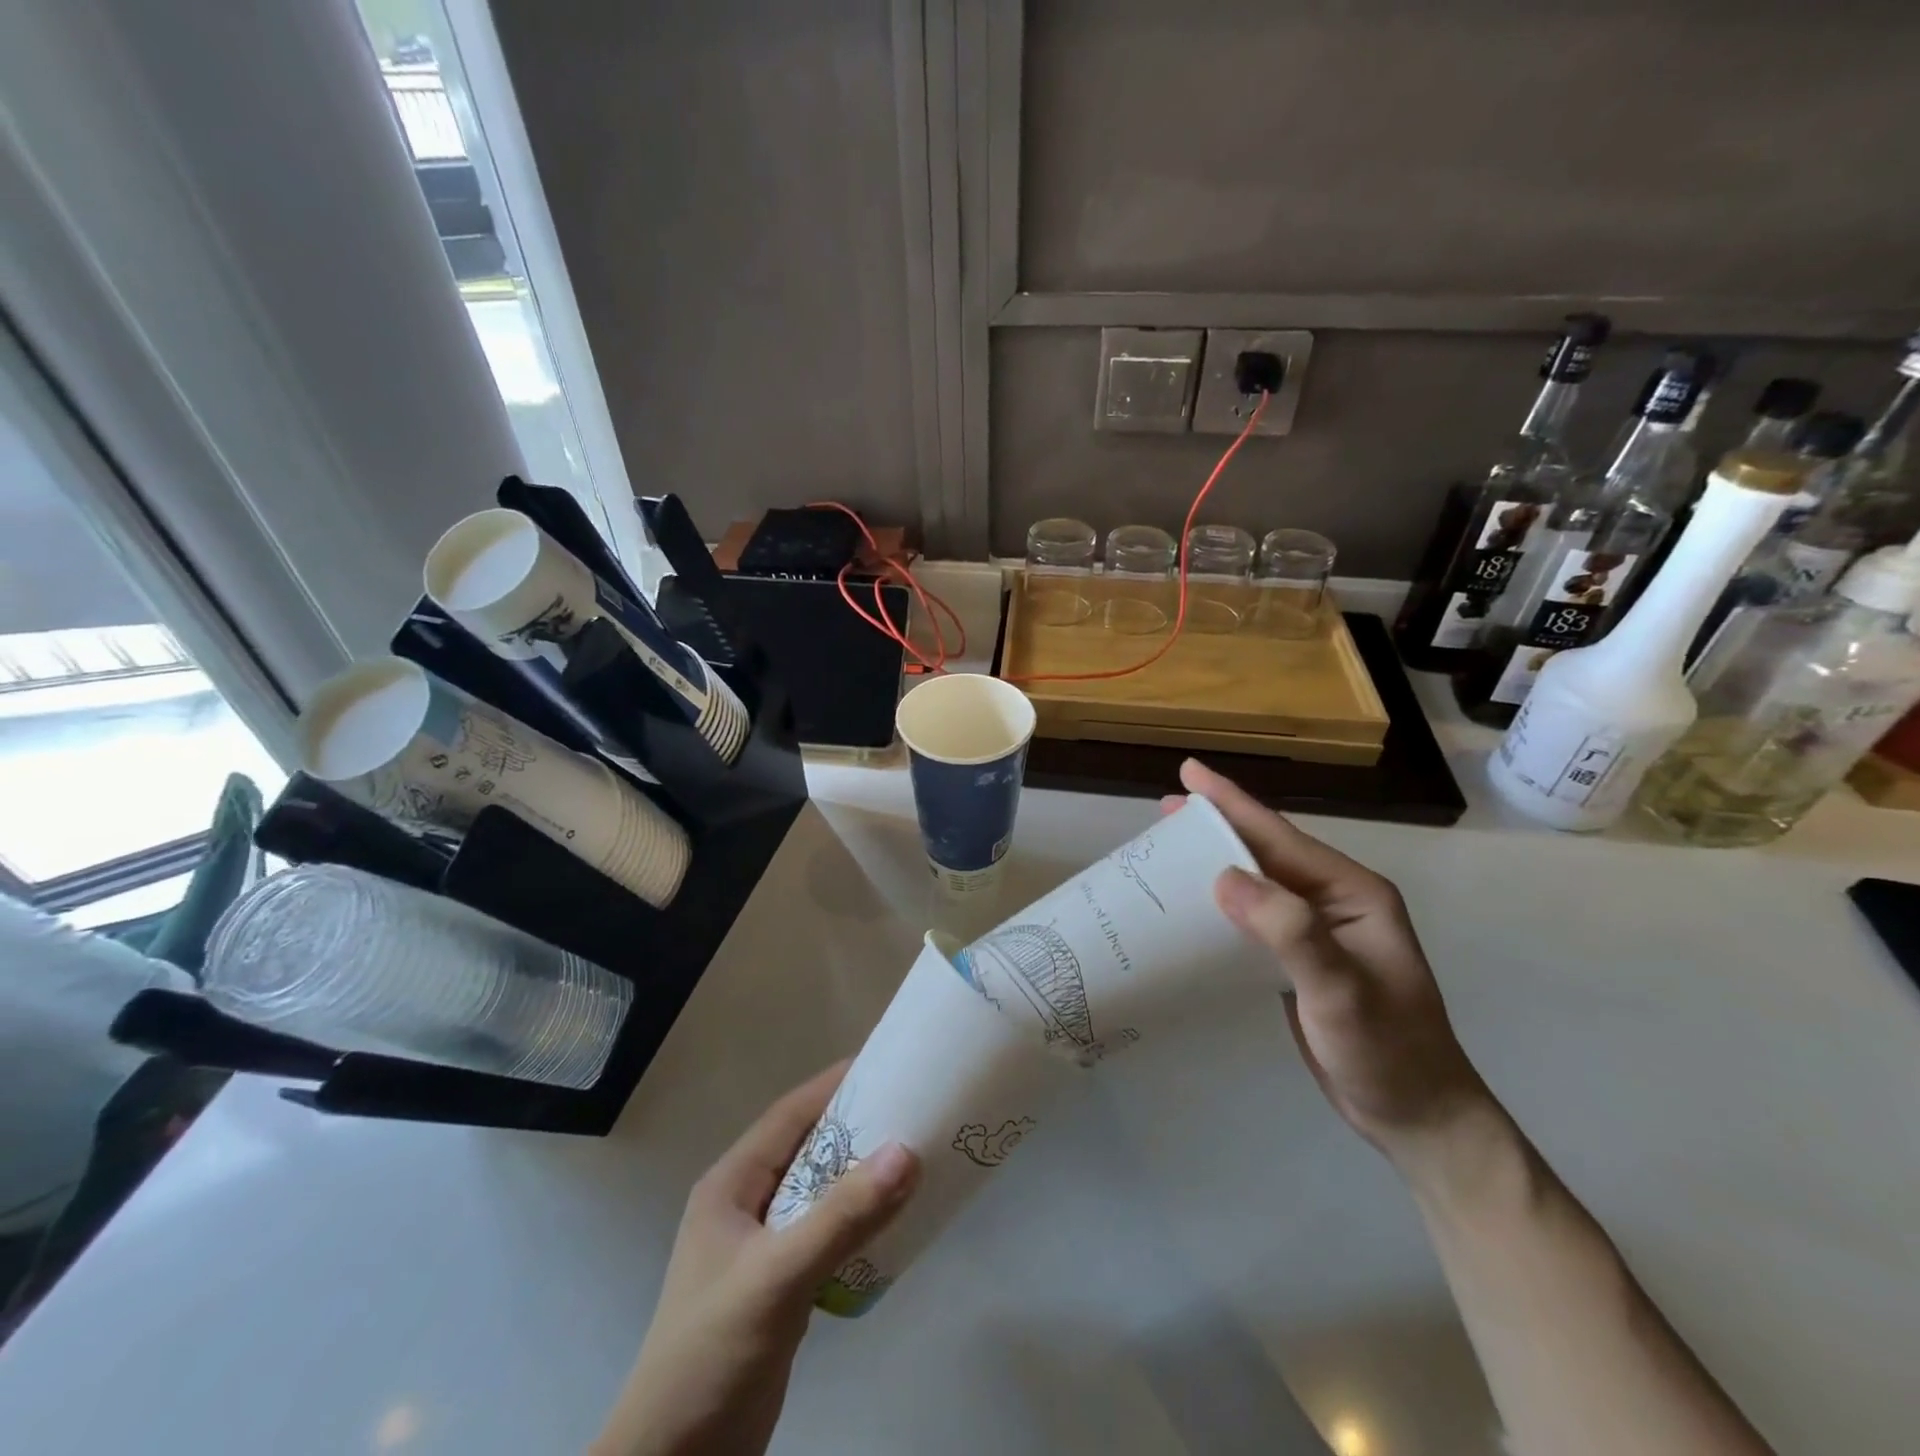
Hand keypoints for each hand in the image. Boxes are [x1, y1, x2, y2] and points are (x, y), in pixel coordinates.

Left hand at [591, 1065, 920, 1455]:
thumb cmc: (711, 1355)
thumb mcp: (777, 1278)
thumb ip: (842, 1217)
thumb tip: (906, 1150)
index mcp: (732, 1184)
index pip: (790, 1114)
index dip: (835, 1085)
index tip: (887, 1063)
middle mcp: (745, 1204)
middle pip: (808, 1148)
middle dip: (856, 1128)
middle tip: (913, 1109)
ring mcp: (760, 1247)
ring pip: (820, 1191)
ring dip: (860, 1176)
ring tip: (914, 1157)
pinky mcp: (778, 1286)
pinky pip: (825, 1233)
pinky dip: (857, 1221)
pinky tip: (893, 1223)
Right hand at [1172, 759, 1494, 1166]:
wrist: (1418, 1118)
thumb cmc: (1387, 1052)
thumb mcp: (1340, 992)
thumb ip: (1290, 932)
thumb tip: (1224, 877)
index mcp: (1352, 892)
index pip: (1281, 837)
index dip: (1232, 803)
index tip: (1188, 772)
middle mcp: (1335, 900)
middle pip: (1266, 850)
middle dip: (1216, 826)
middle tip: (1163, 810)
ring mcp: (1318, 929)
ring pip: (1257, 880)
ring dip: (1214, 861)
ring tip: (1168, 848)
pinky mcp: (1301, 958)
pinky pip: (1254, 914)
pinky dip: (1220, 901)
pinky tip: (1193, 903)